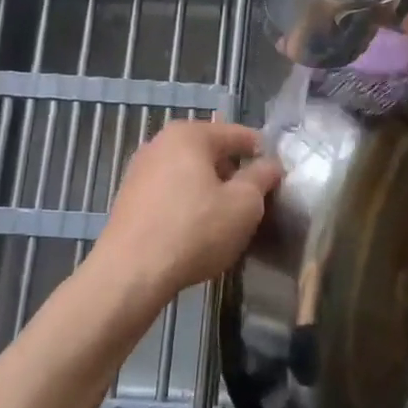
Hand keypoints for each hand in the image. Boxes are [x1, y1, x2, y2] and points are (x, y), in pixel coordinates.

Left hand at [90, 120, 282, 300]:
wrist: (131, 273)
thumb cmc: (195, 231)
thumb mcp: (244, 204)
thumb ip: (262, 177)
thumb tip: (271, 165)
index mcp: (189, 135)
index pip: (239, 135)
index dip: (264, 155)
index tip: (279, 179)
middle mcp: (160, 143)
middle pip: (212, 153)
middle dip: (235, 175)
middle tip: (255, 204)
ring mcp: (140, 171)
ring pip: (191, 174)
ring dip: (212, 192)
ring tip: (228, 221)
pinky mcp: (129, 199)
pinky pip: (171, 193)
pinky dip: (189, 205)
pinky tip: (197, 231)